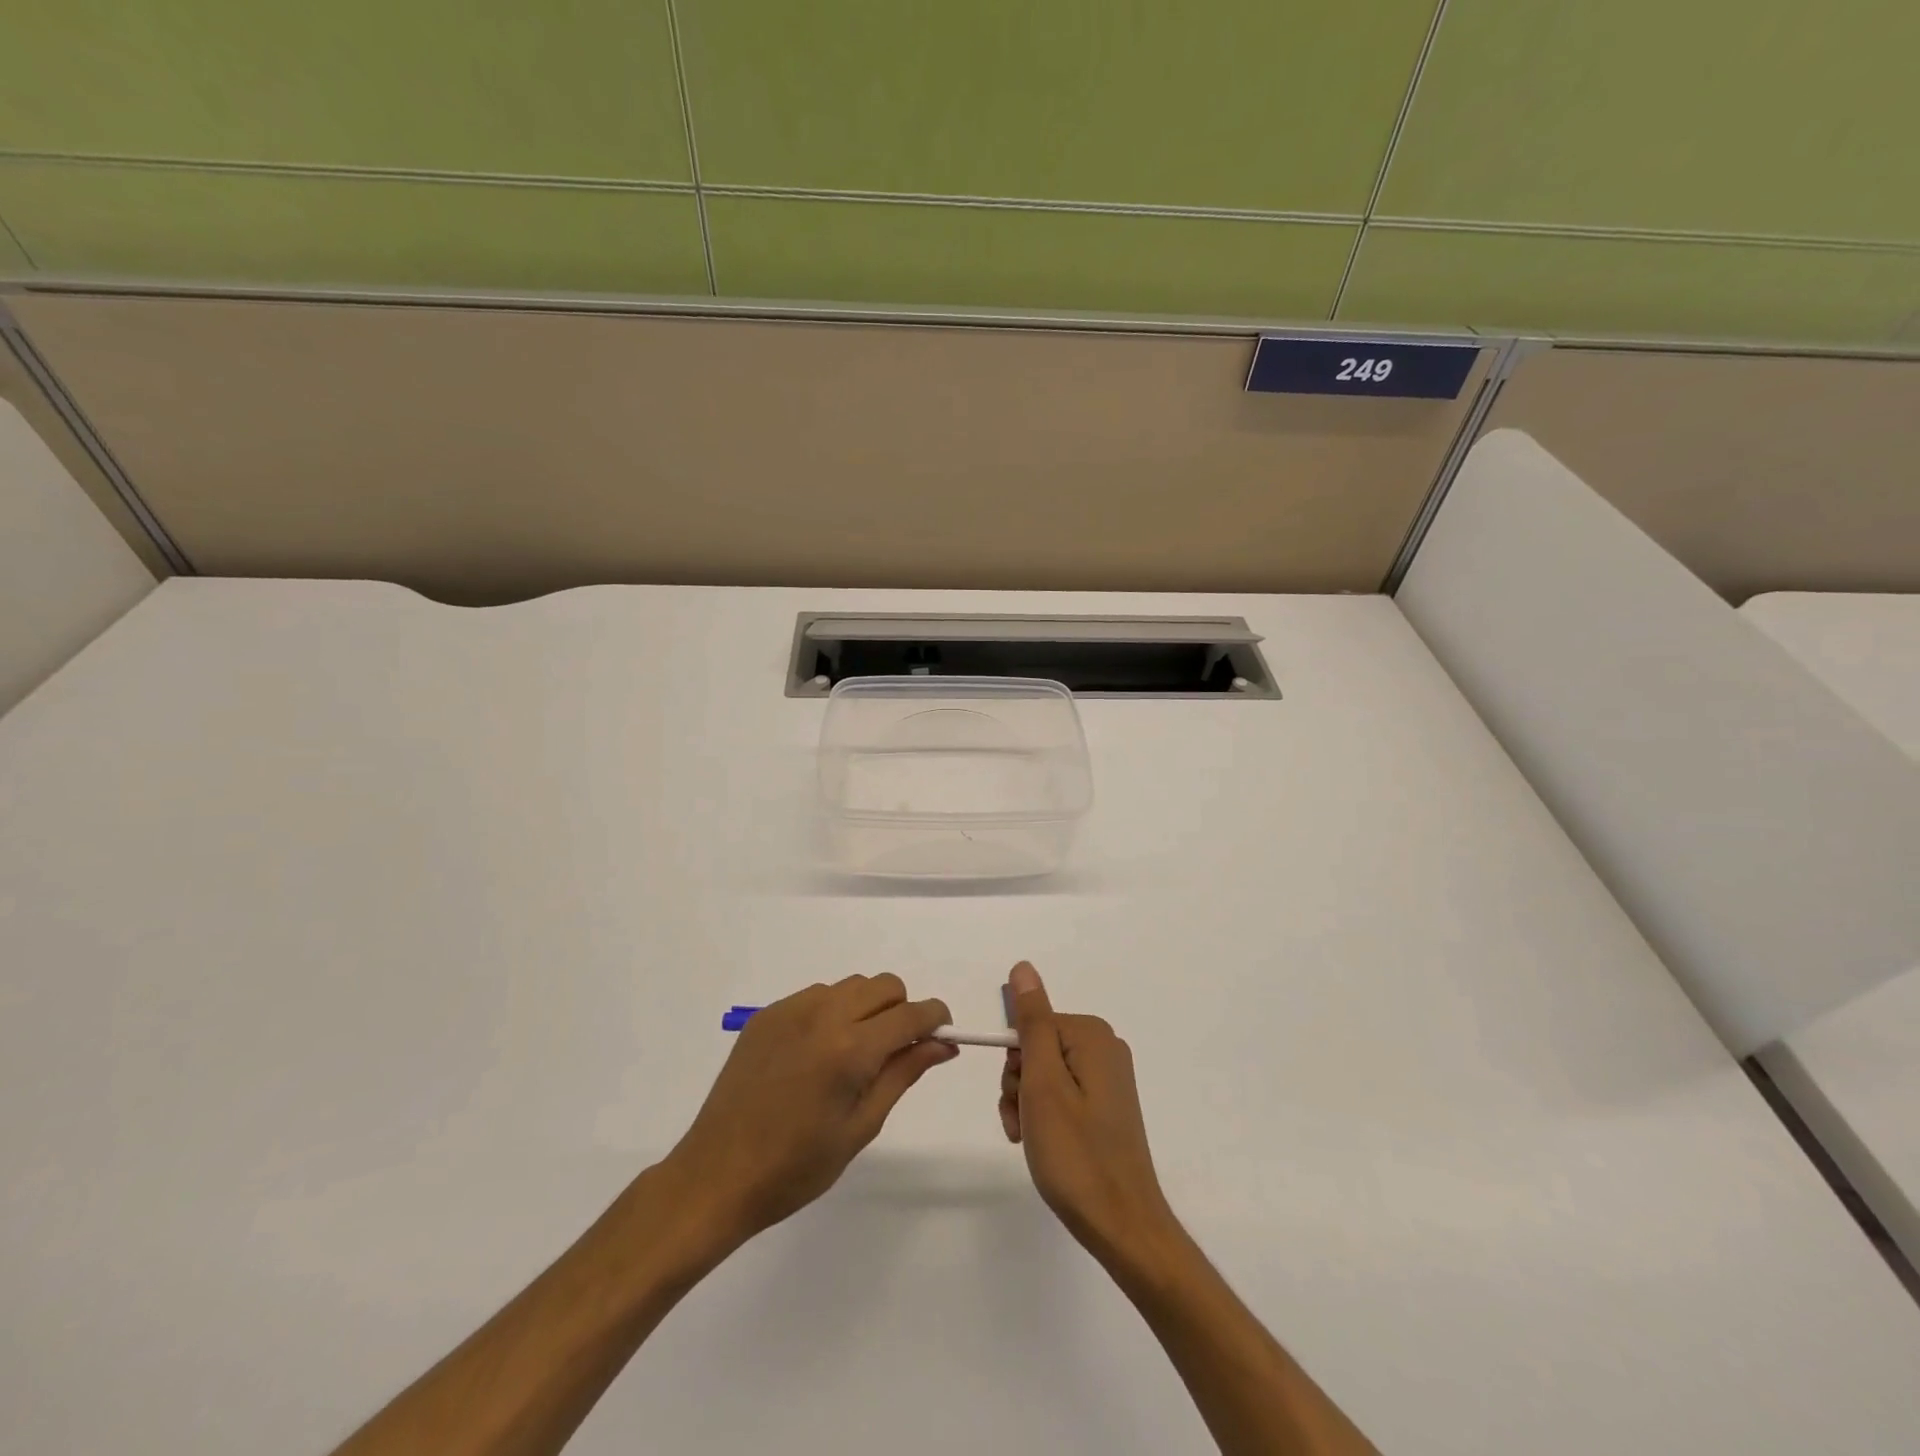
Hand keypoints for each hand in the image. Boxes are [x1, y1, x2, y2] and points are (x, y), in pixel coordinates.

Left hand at [664, 975, 955, 1245]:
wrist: (716, 1176)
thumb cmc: (796, 1167)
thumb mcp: (861, 1126)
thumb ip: (903, 1074)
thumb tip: (943, 1044)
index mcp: (850, 1049)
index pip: (911, 1013)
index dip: (935, 1018)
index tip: (942, 1035)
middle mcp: (823, 1015)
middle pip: (884, 986)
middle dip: (901, 1010)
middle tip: (894, 1052)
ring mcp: (791, 1010)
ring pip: (851, 986)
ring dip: (867, 1008)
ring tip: (853, 1054)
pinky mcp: (767, 1014)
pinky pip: (817, 995)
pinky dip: (832, 1011)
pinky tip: (818, 1052)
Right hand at [999, 961, 1177, 1265]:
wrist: (1122, 1225)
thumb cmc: (1076, 1153)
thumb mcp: (1043, 1083)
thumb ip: (1032, 1022)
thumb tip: (1023, 968)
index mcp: (1092, 1035)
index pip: (1030, 1026)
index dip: (1015, 1063)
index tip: (1020, 1099)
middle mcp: (1105, 1048)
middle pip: (1037, 1048)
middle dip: (1020, 1085)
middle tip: (1024, 1123)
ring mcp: (1108, 1078)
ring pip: (1044, 1074)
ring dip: (1027, 1105)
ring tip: (1032, 1140)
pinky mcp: (1107, 1105)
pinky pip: (1062, 1094)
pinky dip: (1045, 1116)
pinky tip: (1044, 1145)